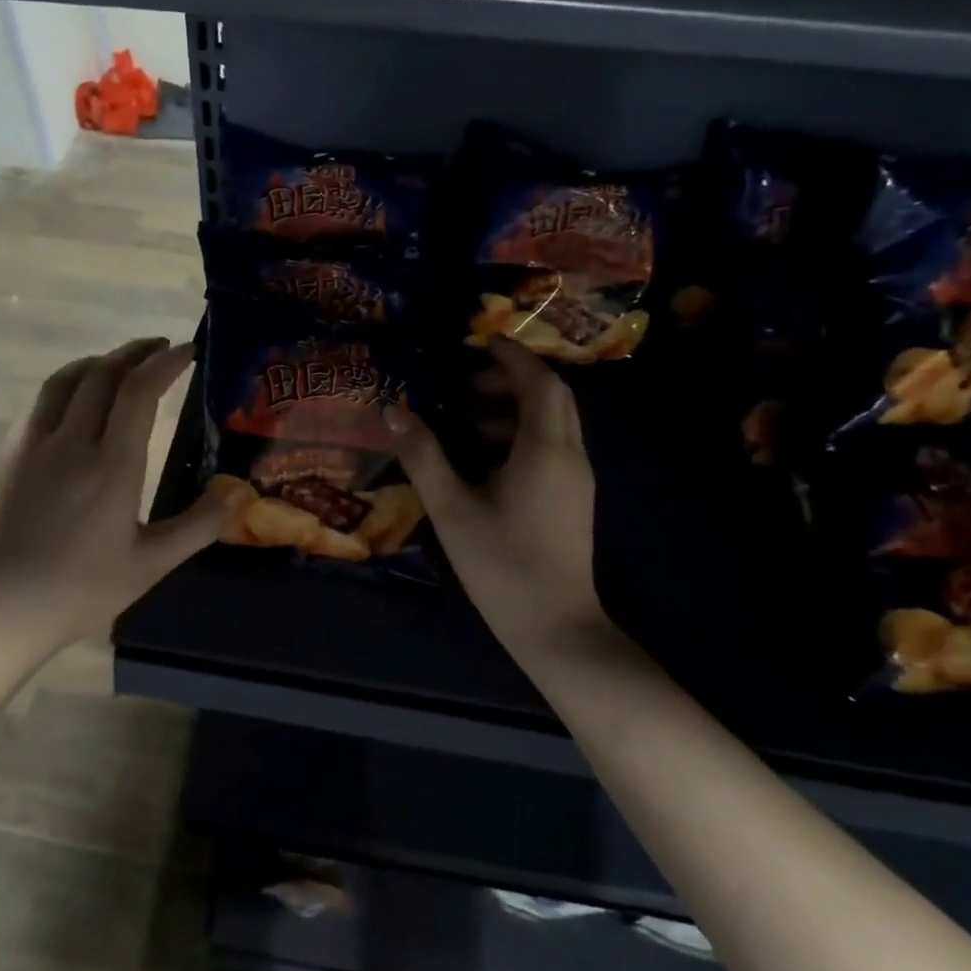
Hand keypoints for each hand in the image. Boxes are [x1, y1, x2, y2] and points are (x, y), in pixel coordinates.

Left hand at [0, 338, 221, 654]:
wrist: (1, 609)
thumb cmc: (81, 591)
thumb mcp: (151, 565)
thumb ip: (198, 525)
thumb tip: (239, 493)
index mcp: (111, 467)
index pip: (139, 392)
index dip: (165, 363)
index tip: (187, 351)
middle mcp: (71, 443)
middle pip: (103, 373)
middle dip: (135, 352)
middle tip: (160, 348)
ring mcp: (32, 444)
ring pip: (67, 379)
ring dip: (100, 361)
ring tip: (122, 363)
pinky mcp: (8, 454)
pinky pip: (42, 402)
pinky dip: (69, 384)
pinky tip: (79, 401)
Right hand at [385, 338, 606, 656]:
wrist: (557, 628)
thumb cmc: (502, 565)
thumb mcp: (453, 509)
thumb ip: (424, 457)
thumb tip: (395, 413)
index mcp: (545, 450)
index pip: (538, 383)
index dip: (511, 357)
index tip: (478, 343)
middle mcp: (570, 456)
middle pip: (552, 398)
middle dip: (511, 380)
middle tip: (465, 382)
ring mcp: (576, 480)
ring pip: (552, 424)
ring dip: (514, 409)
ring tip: (466, 418)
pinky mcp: (572, 500)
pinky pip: (550, 449)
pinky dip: (520, 436)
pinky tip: (483, 459)